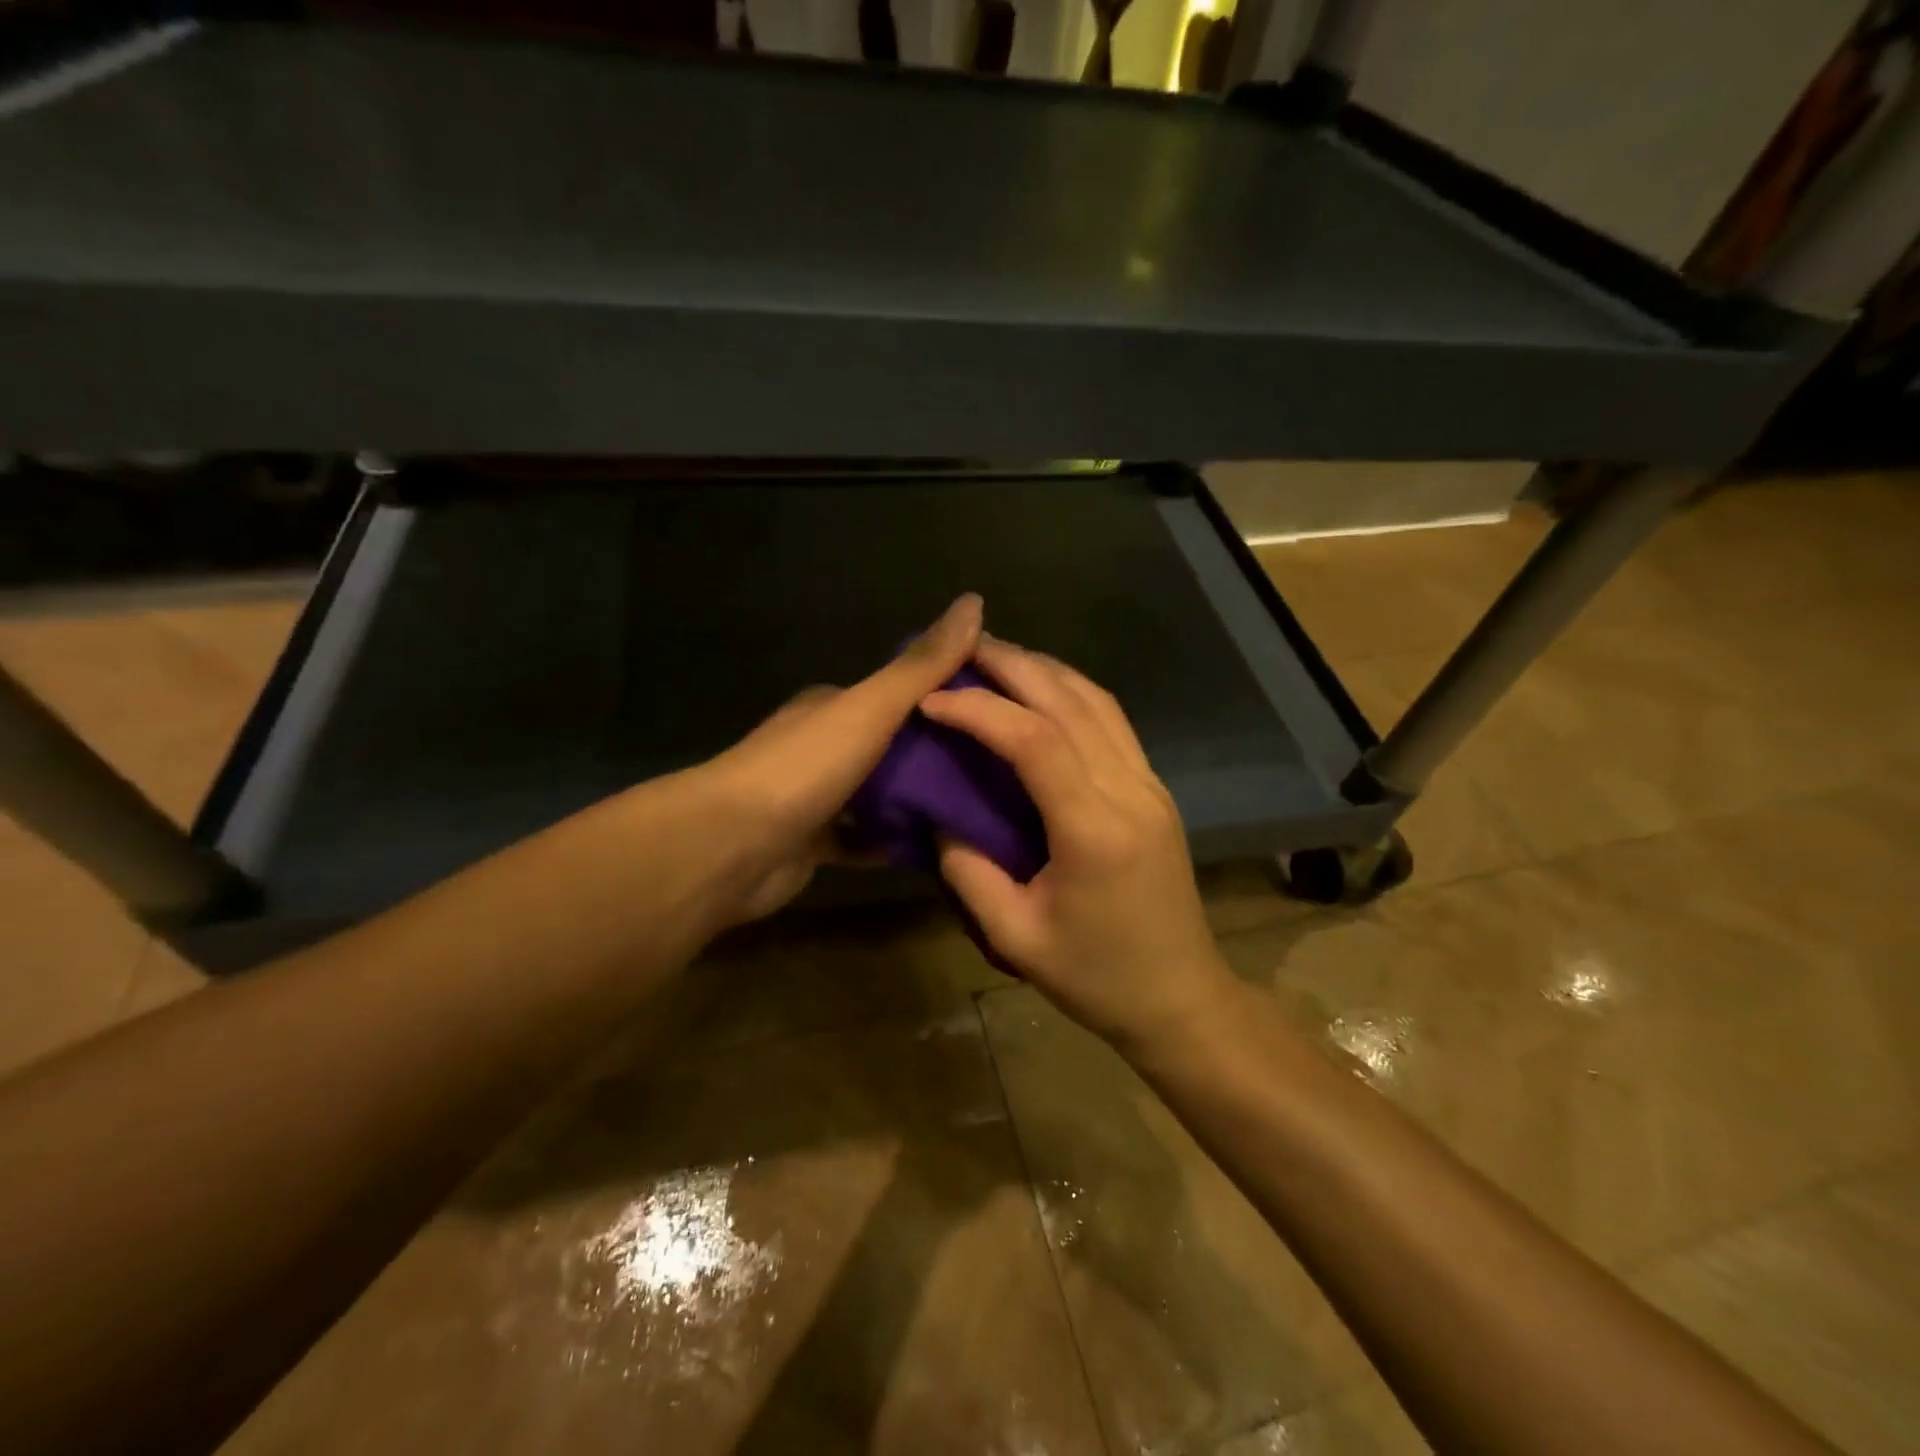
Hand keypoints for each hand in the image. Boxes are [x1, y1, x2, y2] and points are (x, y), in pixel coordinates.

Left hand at [705, 593, 983, 921]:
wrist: (731, 846)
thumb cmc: (803, 768)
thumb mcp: (869, 708)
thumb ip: (921, 666)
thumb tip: (973, 601)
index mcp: (831, 707)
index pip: (895, 692)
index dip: (941, 697)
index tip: (992, 710)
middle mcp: (821, 746)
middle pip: (890, 746)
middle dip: (935, 755)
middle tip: (995, 768)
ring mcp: (816, 797)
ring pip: (879, 795)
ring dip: (917, 801)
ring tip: (977, 808)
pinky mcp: (814, 844)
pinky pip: (865, 840)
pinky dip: (893, 842)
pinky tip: (937, 848)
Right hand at [921, 638, 1238, 1055]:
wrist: (1182, 996)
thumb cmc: (1097, 977)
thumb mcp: (1016, 937)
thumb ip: (968, 872)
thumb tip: (939, 815)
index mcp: (1094, 830)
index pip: (1034, 741)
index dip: (979, 710)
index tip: (931, 700)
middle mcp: (1129, 791)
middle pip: (1069, 702)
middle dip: (1012, 665)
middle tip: (961, 646)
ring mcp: (1149, 784)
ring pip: (1097, 701)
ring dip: (1044, 669)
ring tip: (996, 656)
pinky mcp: (1155, 788)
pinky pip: (1112, 721)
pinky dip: (1071, 691)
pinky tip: (1041, 690)